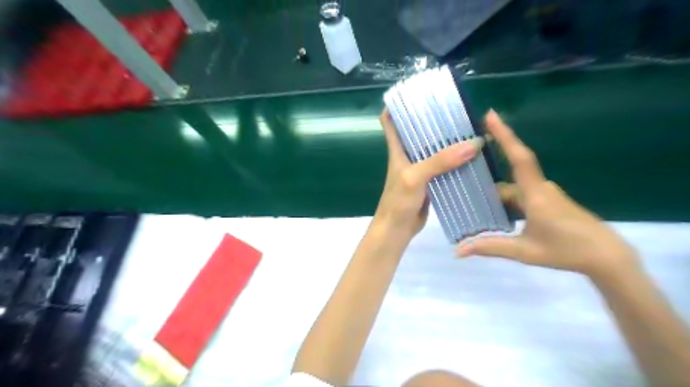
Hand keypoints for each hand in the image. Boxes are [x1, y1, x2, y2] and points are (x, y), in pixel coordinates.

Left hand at [375, 109, 481, 239]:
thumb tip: (474, 143)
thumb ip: (440, 161)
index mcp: (397, 149)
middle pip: (417, 131)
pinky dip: (454, 160)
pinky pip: (443, 166)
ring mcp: (419, 168)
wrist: (398, 229)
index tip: (417, 93)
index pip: (390, 120)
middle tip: (456, 108)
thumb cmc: (398, 201)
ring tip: (469, 127)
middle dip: (433, 119)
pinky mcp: (430, 181)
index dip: (399, 105)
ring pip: (433, 148)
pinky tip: (471, 156)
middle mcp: (407, 155)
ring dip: (447, 140)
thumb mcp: (416, 177)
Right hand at [457, 110, 638, 278]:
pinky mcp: (548, 201)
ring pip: (514, 188)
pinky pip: (521, 194)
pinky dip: (506, 199)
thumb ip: (491, 247)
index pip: (519, 158)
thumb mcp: (525, 251)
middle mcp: (540, 188)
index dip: (505, 135)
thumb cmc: (567, 251)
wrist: (606, 257)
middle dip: (487, 176)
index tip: (491, 115)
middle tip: (462, 171)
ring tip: (472, 198)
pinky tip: (494, 212)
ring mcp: (545, 194)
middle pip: (508, 176)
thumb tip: (459, 250)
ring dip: (496, 193)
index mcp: (535, 194)